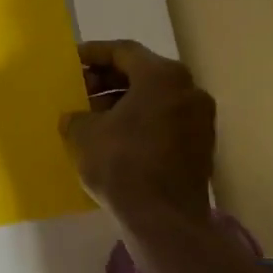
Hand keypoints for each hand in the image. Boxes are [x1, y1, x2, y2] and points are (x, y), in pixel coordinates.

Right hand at [60, 40, 215, 230]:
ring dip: (123, 102)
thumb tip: (76, 118)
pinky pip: (165, 121)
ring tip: (92, 118)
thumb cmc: (121, 165)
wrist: (163, 221)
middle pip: (142, 73)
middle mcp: (188, 89)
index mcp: (163, 76)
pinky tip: (114, 139)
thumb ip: (77, 116)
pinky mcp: (201, 146)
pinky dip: (140, 122)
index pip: (123, 52)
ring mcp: (200, 119)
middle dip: (107, 80)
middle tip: (79, 91)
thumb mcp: (84, 134)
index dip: (93, 54)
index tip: (71, 62)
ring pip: (155, 98)